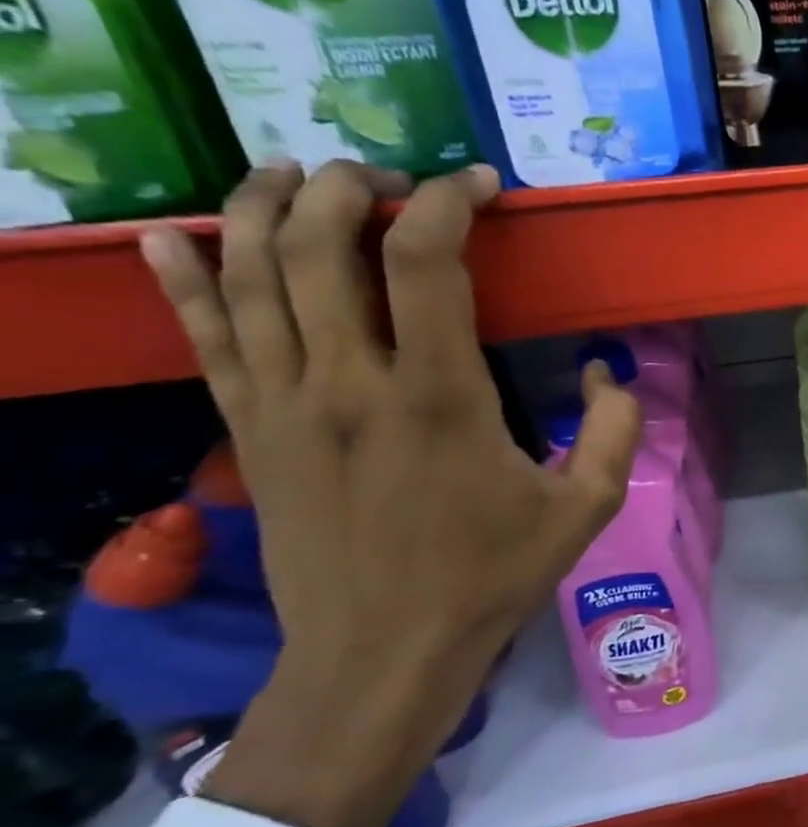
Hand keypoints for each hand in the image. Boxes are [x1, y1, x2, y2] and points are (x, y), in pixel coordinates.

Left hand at [138, 161, 641, 826]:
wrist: (381, 653)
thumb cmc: (491, 574)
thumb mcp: (587, 506)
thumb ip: (614, 429)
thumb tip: (608, 372)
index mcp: (438, 396)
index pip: (424, 261)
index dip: (447, 202)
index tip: (478, 185)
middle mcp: (349, 383)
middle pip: (321, 248)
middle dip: (350, 187)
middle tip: (386, 174)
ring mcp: (284, 405)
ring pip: (251, 279)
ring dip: (266, 210)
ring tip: (293, 172)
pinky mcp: (248, 431)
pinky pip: (205, 339)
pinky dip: (184, 280)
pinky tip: (173, 235)